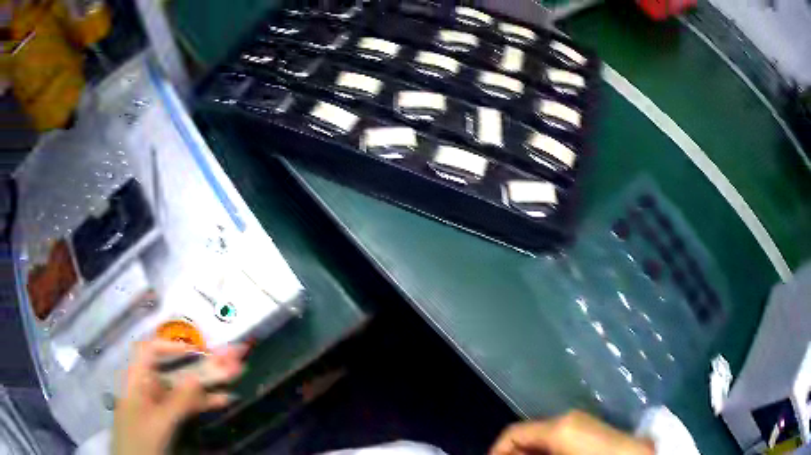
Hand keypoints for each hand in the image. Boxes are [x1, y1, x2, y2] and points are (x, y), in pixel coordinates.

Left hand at [112, 340, 245, 454]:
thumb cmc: (141, 440)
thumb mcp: (159, 422)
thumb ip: (178, 401)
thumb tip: (197, 377)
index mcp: (137, 379)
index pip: (150, 351)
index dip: (172, 346)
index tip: (197, 350)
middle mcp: (149, 386)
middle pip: (175, 368)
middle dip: (202, 363)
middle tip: (231, 356)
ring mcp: (160, 403)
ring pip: (186, 387)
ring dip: (209, 382)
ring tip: (235, 373)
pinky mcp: (169, 418)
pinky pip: (188, 405)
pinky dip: (205, 402)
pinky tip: (223, 400)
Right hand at [490, 410, 654, 454]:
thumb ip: (527, 454)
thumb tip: (503, 454)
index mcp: (560, 425)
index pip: (512, 434)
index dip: (495, 452)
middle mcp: (570, 419)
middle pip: (528, 436)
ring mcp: (584, 425)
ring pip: (544, 440)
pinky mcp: (593, 433)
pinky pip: (560, 442)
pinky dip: (548, 454)